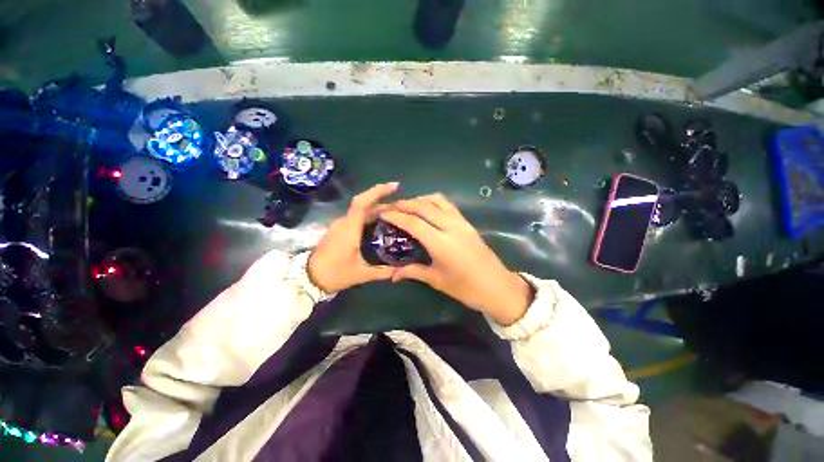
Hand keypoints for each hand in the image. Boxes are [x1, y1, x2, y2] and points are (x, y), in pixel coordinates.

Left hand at [308, 183, 397, 292]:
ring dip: (379, 210)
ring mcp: (341, 225)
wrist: (309, 278)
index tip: (395, 186)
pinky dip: (372, 217)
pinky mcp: (340, 230)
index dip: (378, 191)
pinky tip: (383, 225)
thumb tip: (402, 267)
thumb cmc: (335, 273)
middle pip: (366, 205)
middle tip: (404, 208)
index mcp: (350, 227)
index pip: (362, 202)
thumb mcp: (362, 274)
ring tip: (398, 216)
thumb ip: (384, 270)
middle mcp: (345, 221)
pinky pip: (359, 218)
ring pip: (363, 211)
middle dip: (386, 203)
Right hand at [380, 194, 532, 325]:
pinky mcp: (467, 223)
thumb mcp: (437, 280)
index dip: (396, 216)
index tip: (382, 212)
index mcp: (441, 243)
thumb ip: (413, 272)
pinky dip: (433, 202)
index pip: (414, 223)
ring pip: (437, 201)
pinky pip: (448, 205)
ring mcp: (461, 222)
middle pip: (424, 206)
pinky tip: (426, 209)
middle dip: (405, 204)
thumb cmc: (466, 288)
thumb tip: (393, 275)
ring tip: (407, 206)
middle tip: (390, 207)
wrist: (498, 287)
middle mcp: (451, 227)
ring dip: (420, 199)